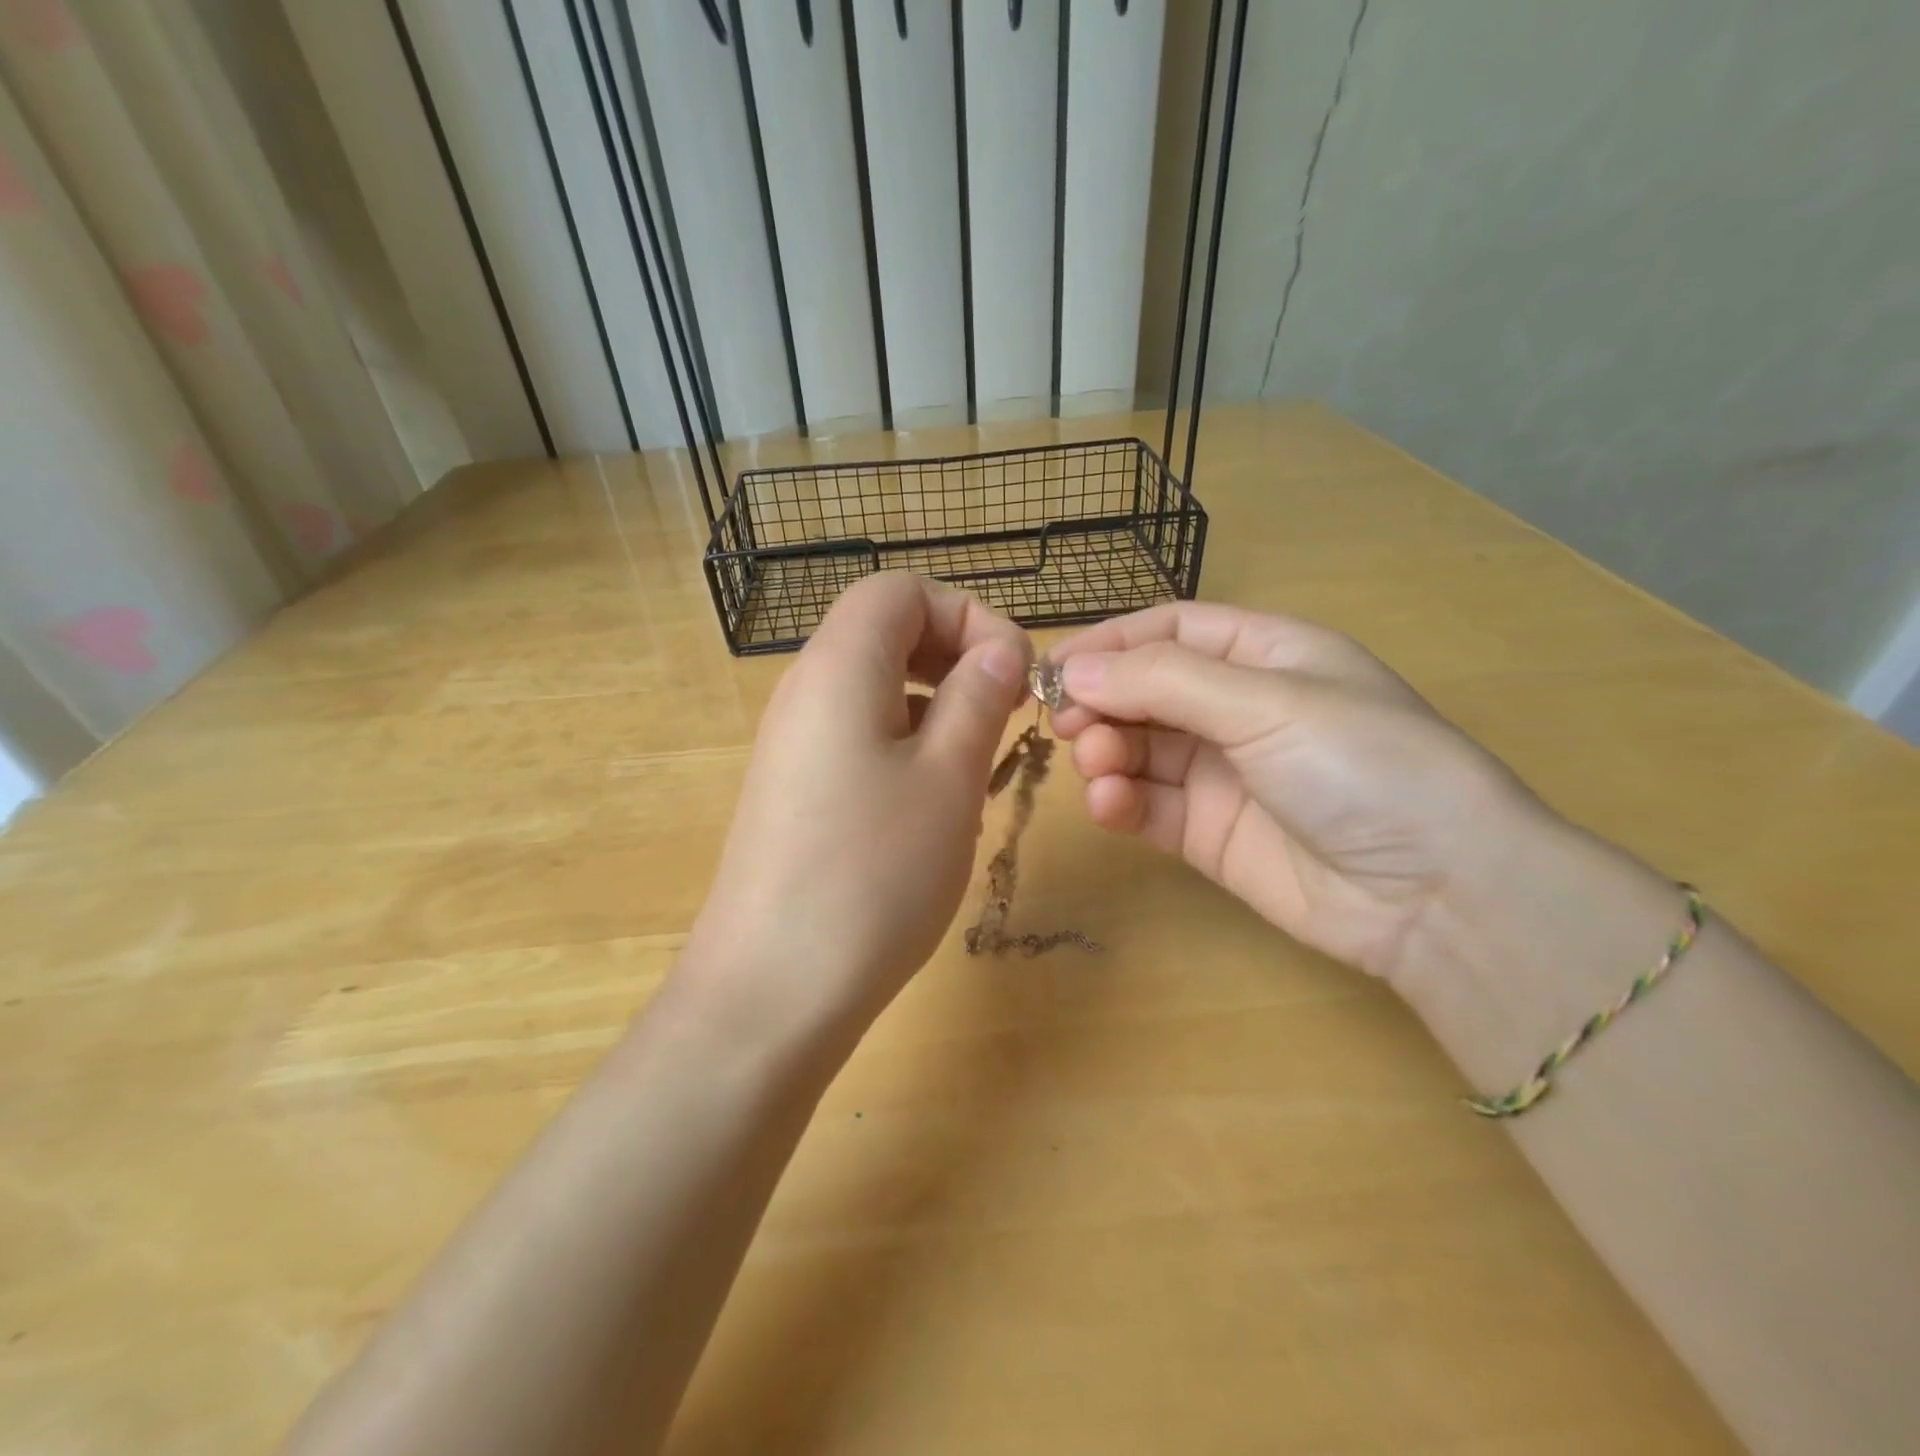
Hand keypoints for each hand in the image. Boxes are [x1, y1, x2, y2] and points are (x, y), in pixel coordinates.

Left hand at [686, 574, 1029, 1032]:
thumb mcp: (948, 777)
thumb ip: (978, 697)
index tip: (1014, 675)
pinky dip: (908, 750)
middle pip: (886, 634)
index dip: (967, 614)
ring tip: (977, 771)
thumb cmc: (873, 873)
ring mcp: (795, 745)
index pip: (901, 590)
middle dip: (957, 659)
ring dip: (938, 711)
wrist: (772, 991)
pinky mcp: (796, 792)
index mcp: (839, 665)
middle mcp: (806, 691)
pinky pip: (860, 739)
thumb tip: (1001, 650)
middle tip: (1004, 717)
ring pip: (879, 691)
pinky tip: (936, 810)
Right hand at [1051, 602, 1552, 984]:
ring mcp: (1221, 774)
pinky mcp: (1206, 832)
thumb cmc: (1361, 765)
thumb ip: (1163, 681)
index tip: (1054, 665)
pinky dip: (1120, 801)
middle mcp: (1239, 708)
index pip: (1170, 631)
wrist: (1435, 894)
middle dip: (1101, 701)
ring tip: (1095, 765)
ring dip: (1106, 752)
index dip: (1111, 643)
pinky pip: (1147, 805)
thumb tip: (1074, 670)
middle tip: (1064, 723)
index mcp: (1265, 655)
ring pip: (1139, 749)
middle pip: (1145, 690)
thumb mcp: (1266, 701)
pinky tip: (1110, 805)